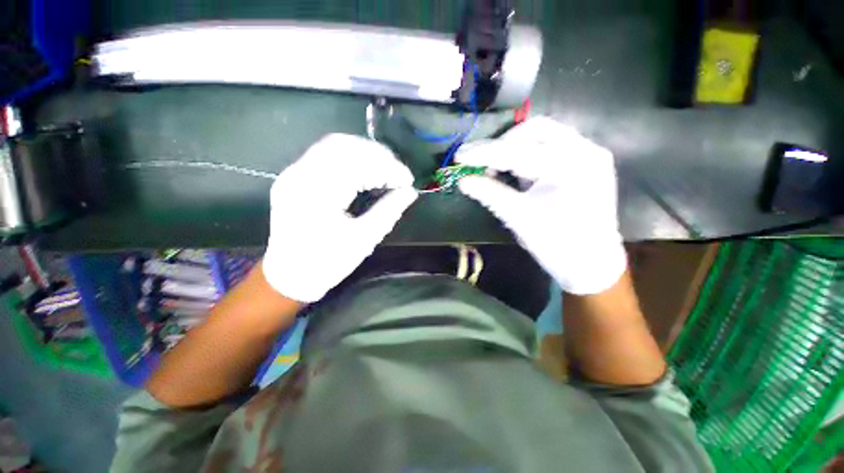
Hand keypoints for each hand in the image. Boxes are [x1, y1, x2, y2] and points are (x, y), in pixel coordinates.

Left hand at [263, 134, 417, 301]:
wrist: (289, 275)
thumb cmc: (327, 263)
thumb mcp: (364, 239)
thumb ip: (389, 211)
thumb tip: (410, 192)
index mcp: (316, 194)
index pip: (357, 164)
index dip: (388, 168)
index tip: (408, 180)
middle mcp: (300, 175)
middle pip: (344, 145)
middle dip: (378, 155)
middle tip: (399, 172)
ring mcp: (294, 173)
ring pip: (335, 145)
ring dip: (366, 153)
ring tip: (387, 170)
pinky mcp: (296, 176)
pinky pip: (326, 154)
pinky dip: (352, 158)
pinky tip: (366, 170)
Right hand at [456, 117, 625, 294]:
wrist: (591, 263)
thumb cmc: (555, 244)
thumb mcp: (518, 217)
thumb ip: (489, 194)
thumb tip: (463, 181)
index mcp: (568, 167)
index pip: (516, 152)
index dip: (484, 153)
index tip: (460, 156)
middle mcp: (585, 151)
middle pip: (535, 129)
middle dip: (503, 144)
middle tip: (485, 163)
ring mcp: (591, 154)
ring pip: (545, 134)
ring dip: (517, 147)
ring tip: (499, 168)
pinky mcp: (589, 162)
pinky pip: (554, 145)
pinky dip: (531, 153)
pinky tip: (519, 171)